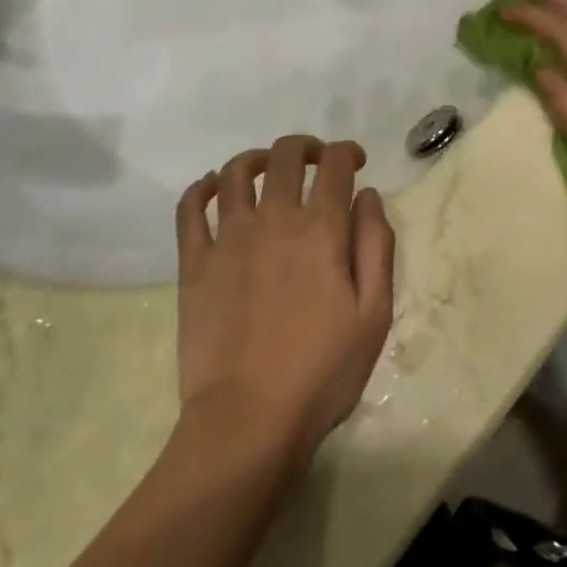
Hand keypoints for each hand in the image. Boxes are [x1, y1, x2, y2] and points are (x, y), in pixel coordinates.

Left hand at [175, 136, 395, 464]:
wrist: (249, 418)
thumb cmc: (322, 372)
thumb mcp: (374, 315)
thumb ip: (376, 247)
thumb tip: (368, 196)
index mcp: (320, 230)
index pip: (335, 166)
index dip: (347, 151)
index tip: (355, 161)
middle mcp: (273, 219)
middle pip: (285, 157)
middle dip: (305, 147)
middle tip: (315, 160)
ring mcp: (228, 238)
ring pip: (234, 172)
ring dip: (255, 158)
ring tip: (266, 168)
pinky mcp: (194, 262)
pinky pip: (190, 209)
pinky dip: (200, 188)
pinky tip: (211, 187)